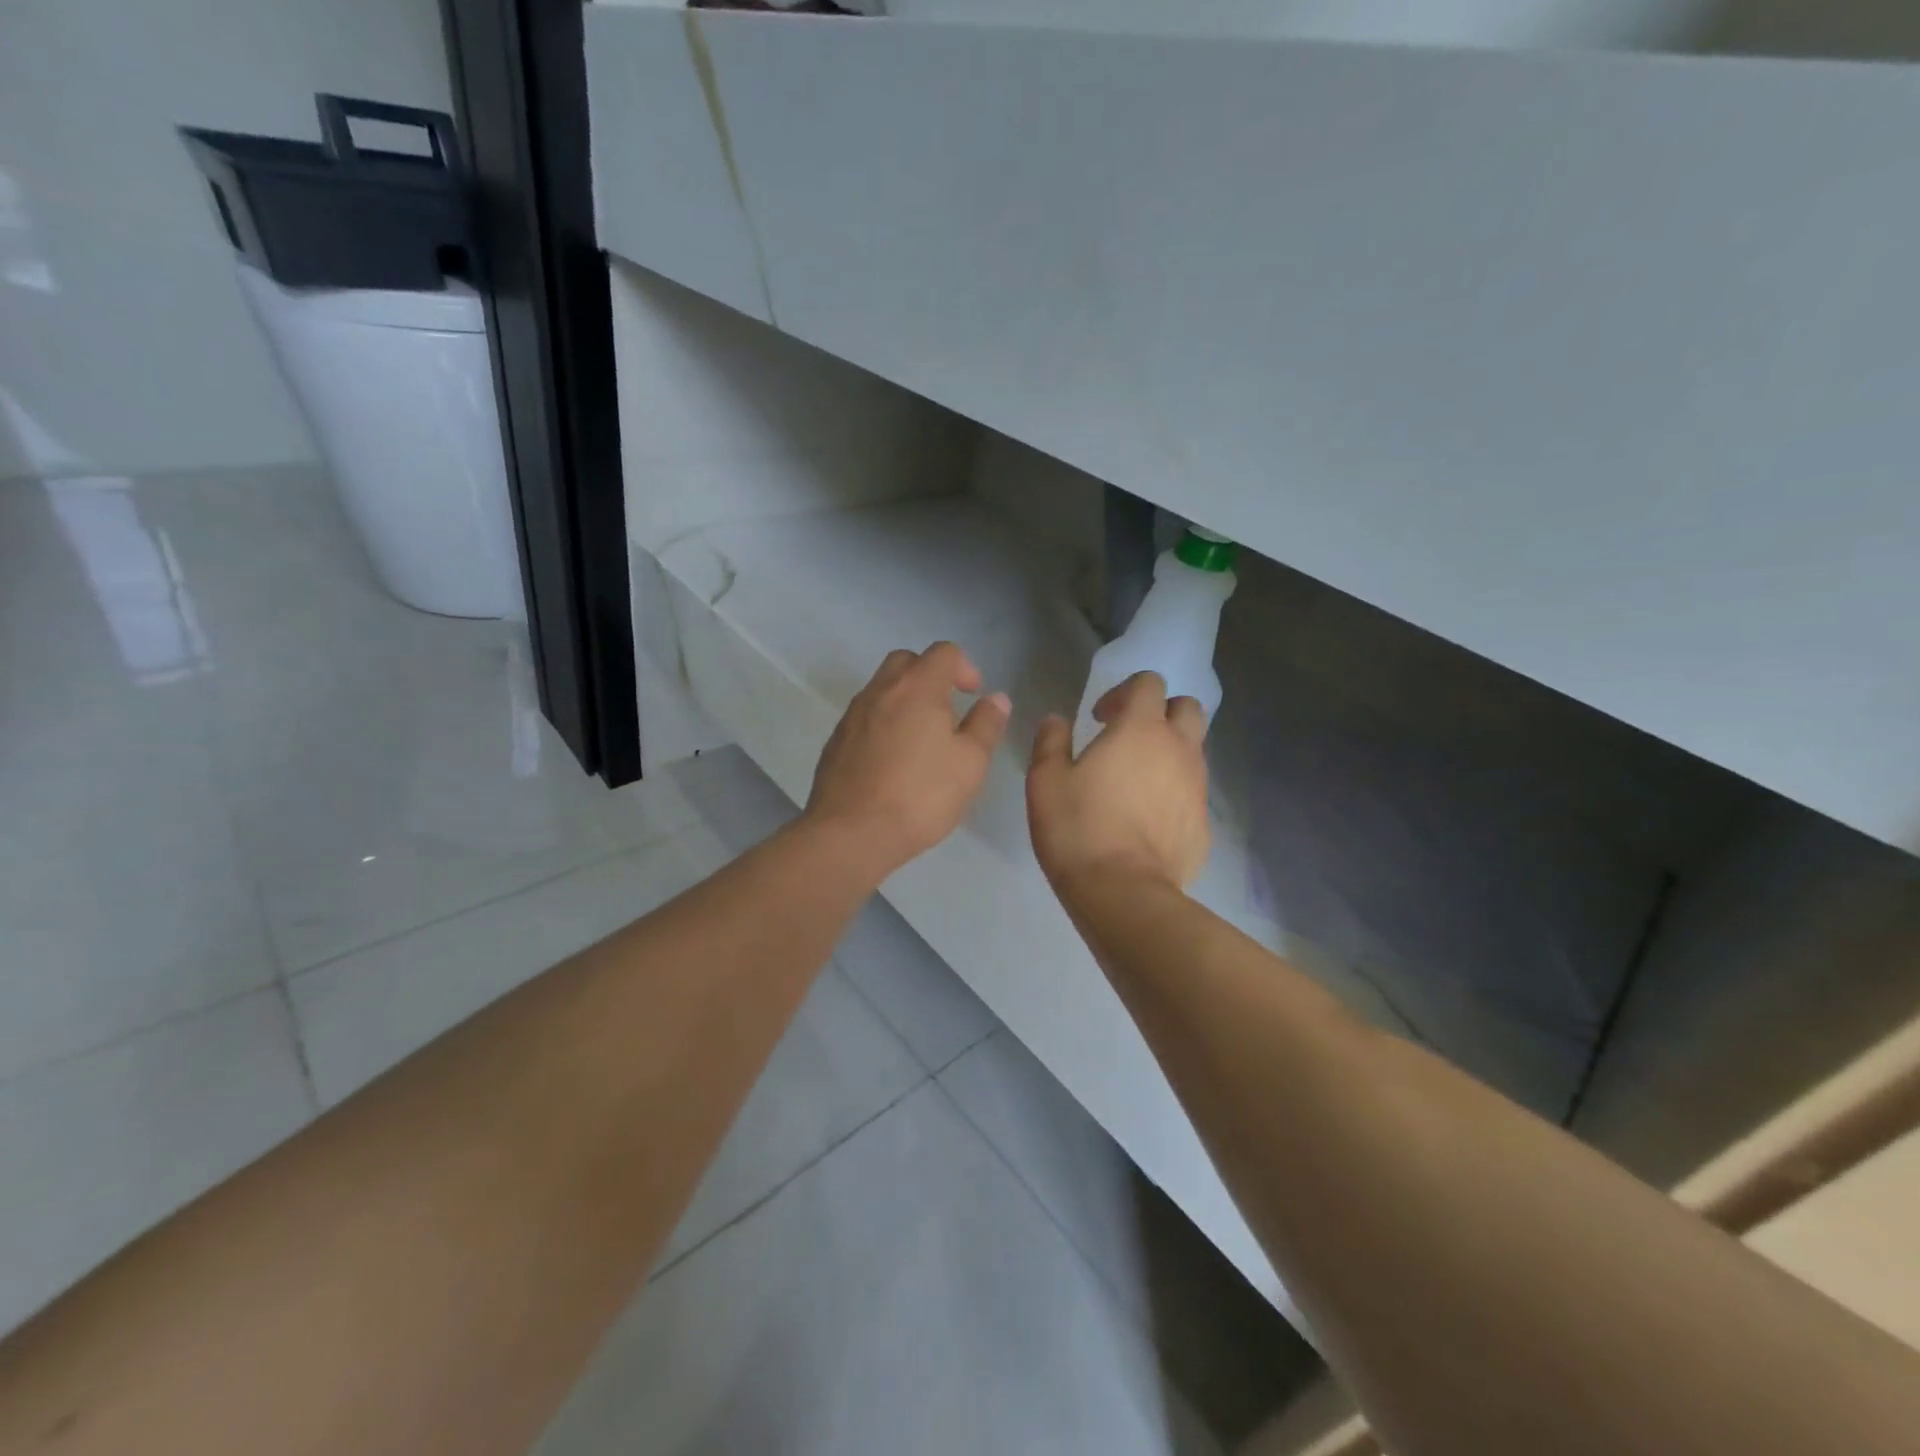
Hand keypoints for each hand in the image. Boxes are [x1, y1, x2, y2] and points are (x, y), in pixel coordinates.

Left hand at [805, 642, 1010, 877]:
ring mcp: (852, 715)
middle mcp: (880, 691)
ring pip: (882, 689)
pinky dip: (883, 724)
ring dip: (905, 700)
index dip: (964, 667)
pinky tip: (893, 761)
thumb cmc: (921, 795)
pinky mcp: (835, 741)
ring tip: (922, 740)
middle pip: (906, 662)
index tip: (973, 695)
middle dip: (930, 676)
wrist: (851, 832)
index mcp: (917, 687)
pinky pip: (865, 717)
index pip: (943, 652)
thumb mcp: (970, 763)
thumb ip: (986, 724)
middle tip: (947, 711)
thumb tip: (996, 698)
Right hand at [1026, 671, 1209, 894]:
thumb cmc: (1078, 828)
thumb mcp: (1045, 781)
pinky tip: (1147, 819)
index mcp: (1140, 729)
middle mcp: (1178, 748)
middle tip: (1128, 738)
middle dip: (1160, 713)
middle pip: (1187, 707)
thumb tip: (1057, 720)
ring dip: (1169, 751)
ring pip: (1194, 750)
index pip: (1149, 682)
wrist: (1123, 893)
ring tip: (1136, 781)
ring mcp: (1197, 786)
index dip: (1124, 691)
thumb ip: (1051, 742)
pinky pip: (1192, 792)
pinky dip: (1174, 792)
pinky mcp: (1203, 823)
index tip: (1099, 717)